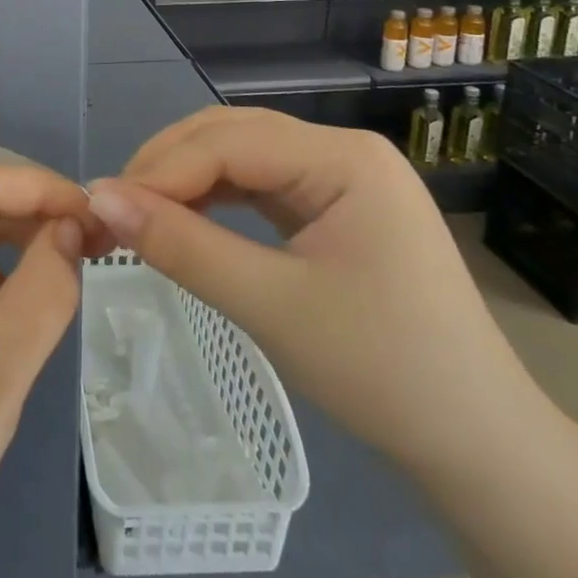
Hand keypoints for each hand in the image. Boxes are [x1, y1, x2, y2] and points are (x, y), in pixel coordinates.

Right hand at [85, 107, 548, 479]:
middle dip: (167, 166)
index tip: (101, 206)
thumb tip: (99, 199)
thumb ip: (182, 246)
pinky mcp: (332, 205)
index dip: (160, 170)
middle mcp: (341, 150)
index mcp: (343, 158)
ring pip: (240, 154)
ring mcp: (339, 176)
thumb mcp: (271, 306)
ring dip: (185, 178)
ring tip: (138, 212)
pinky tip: (184, 217)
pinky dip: (214, 197)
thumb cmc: (382, 371)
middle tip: (114, 208)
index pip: (228, 143)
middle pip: (231, 135)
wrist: (478, 443)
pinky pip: (258, 183)